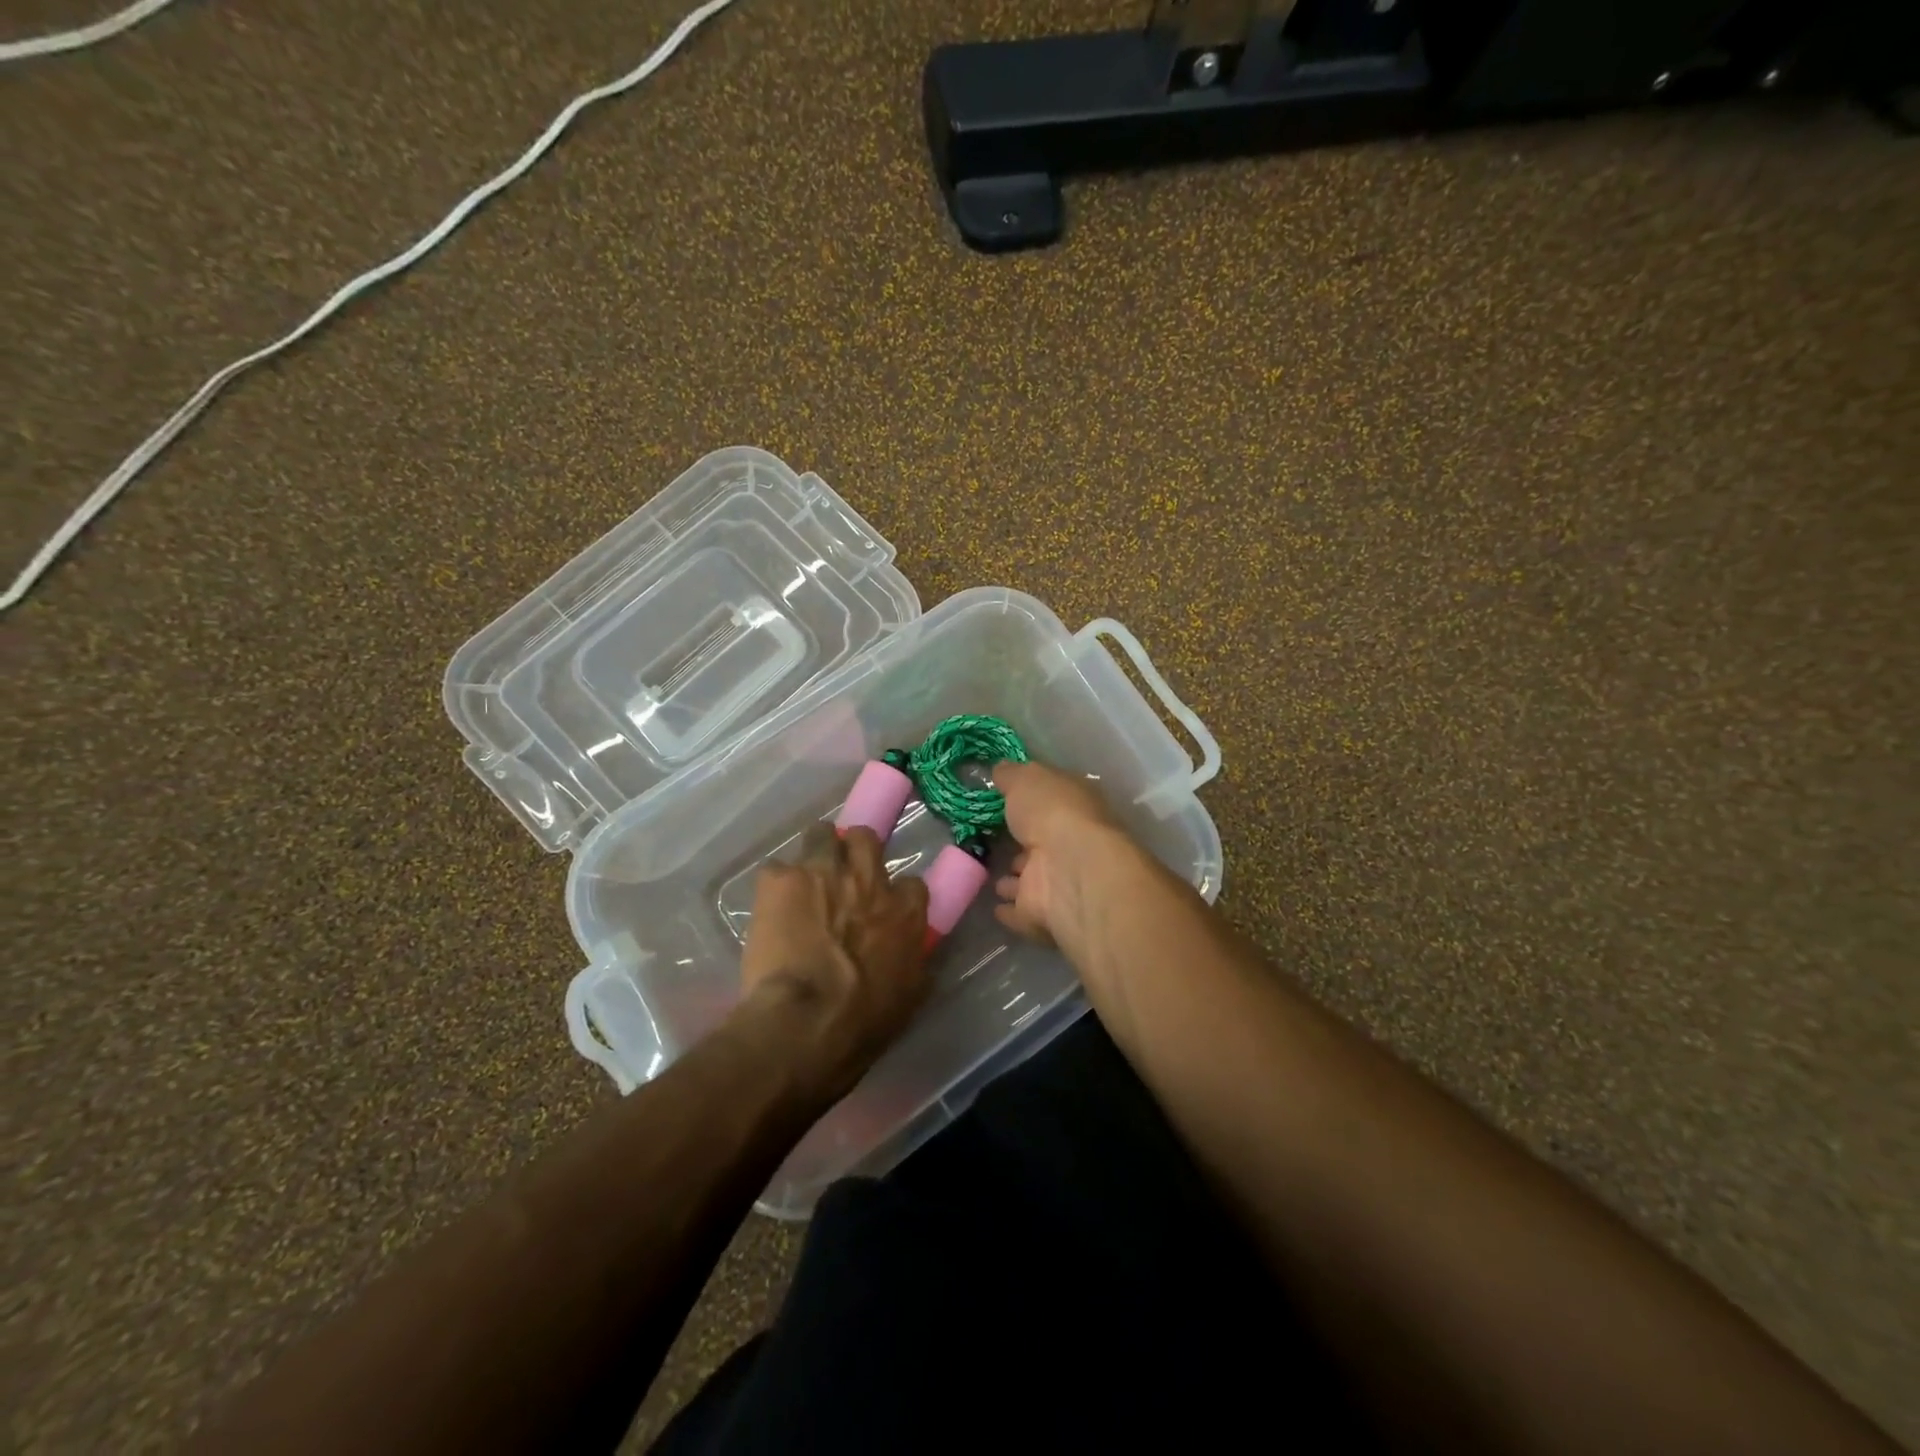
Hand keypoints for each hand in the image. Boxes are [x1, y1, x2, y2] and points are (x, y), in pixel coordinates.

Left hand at [738, 824, 930, 1090]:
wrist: (805, 1022)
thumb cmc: (862, 1021)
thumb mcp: (907, 995)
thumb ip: (910, 960)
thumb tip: (911, 952)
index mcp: (903, 910)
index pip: (912, 882)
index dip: (895, 893)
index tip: (883, 908)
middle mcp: (867, 879)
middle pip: (865, 838)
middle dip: (853, 850)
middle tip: (841, 874)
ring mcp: (822, 871)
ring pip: (821, 834)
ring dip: (814, 854)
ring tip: (801, 881)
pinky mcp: (780, 880)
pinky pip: (775, 869)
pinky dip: (774, 887)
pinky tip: (768, 908)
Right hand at [991, 759, 1133, 951]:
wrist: (1070, 870)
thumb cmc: (1053, 813)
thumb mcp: (1028, 779)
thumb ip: (1011, 775)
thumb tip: (1000, 770)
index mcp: (1074, 808)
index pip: (1050, 803)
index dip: (1029, 801)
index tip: (1002, 800)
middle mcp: (1070, 844)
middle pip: (1040, 842)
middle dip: (1020, 843)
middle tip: (990, 839)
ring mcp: (1058, 882)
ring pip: (1031, 878)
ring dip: (1013, 879)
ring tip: (989, 874)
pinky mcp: (1043, 914)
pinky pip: (1021, 910)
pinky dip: (1009, 909)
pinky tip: (993, 905)